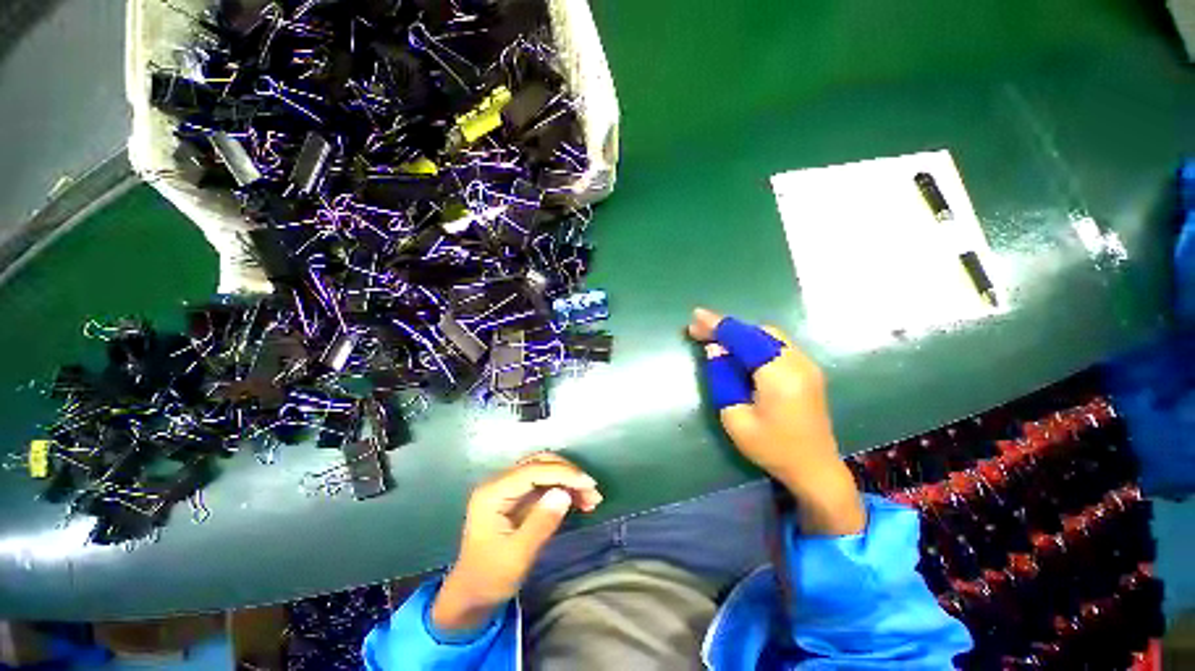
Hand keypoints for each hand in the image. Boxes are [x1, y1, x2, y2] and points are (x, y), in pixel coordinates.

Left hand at [432, 453, 602, 632]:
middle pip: (539, 464)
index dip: (563, 473)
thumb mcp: (517, 556)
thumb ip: (540, 523)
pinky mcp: (517, 497)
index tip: (588, 484)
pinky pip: (544, 484)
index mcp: (492, 493)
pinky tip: (580, 502)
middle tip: (592, 492)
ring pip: (544, 470)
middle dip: (568, 474)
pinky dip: (563, 489)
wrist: (471, 597)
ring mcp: (508, 489)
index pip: (532, 471)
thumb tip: (564, 494)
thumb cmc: (490, 579)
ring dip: (568, 480)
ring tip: (591, 499)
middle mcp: (499, 483)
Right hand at [688, 308, 864, 535]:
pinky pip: (776, 344)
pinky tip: (739, 350)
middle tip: (700, 331)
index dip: (717, 325)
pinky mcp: (807, 369)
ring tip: (715, 339)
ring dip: (740, 333)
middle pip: (757, 331)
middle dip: (728, 328)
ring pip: (768, 335)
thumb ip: (722, 378)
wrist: (815, 468)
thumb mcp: (735, 418)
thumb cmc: (772, 448)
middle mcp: (797, 362)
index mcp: (779, 376)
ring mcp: (807, 364)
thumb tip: (715, 349)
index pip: (744, 338)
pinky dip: (754, 341)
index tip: (695, 317)